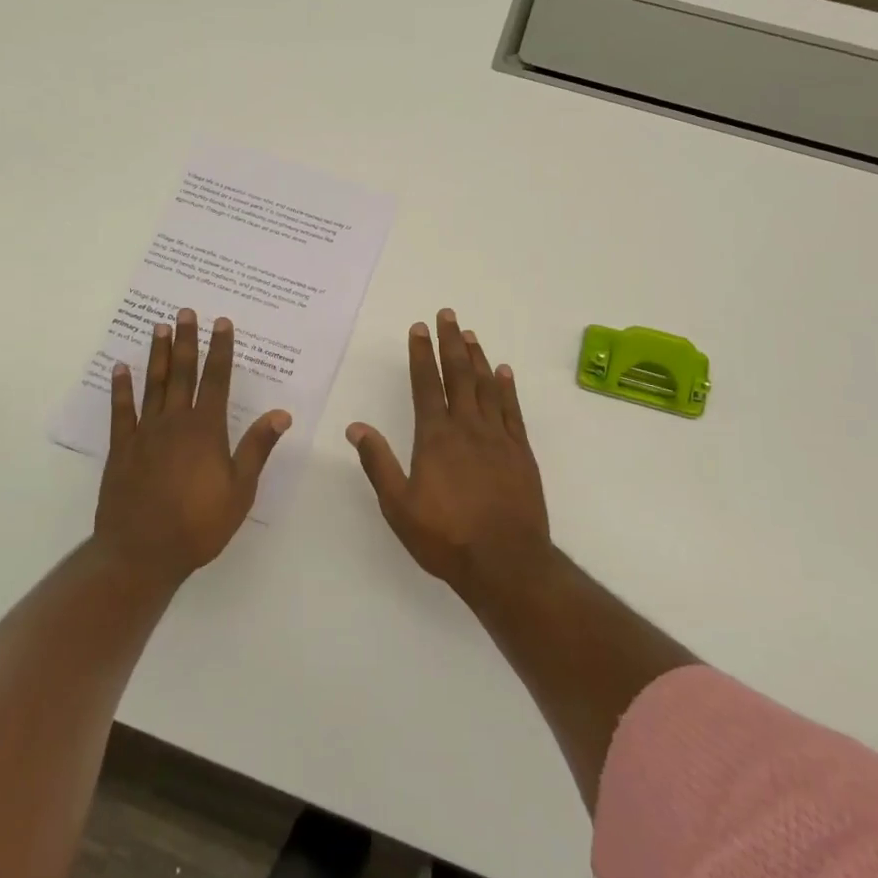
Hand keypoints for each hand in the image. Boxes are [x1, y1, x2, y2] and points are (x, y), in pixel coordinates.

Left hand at [95, 309, 290, 583]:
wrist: (142, 553)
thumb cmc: (199, 525)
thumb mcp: (240, 490)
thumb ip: (257, 448)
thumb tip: (281, 413)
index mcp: (206, 430)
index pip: (216, 380)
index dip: (220, 350)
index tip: (222, 323)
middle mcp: (175, 422)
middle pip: (183, 373)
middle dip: (187, 341)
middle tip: (186, 312)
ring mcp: (145, 433)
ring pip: (153, 384)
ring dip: (158, 354)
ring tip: (159, 327)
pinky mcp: (121, 449)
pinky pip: (121, 411)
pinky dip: (121, 388)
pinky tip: (120, 368)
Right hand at [346, 309, 551, 597]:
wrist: (505, 562)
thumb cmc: (446, 537)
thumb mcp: (398, 506)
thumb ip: (377, 463)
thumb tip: (355, 427)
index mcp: (435, 437)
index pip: (426, 384)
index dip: (421, 354)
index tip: (418, 328)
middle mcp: (468, 427)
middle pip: (459, 375)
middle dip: (451, 342)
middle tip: (448, 315)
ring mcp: (498, 438)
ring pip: (487, 386)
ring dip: (478, 357)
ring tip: (470, 334)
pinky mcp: (521, 452)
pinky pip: (512, 410)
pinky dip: (507, 387)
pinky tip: (504, 372)